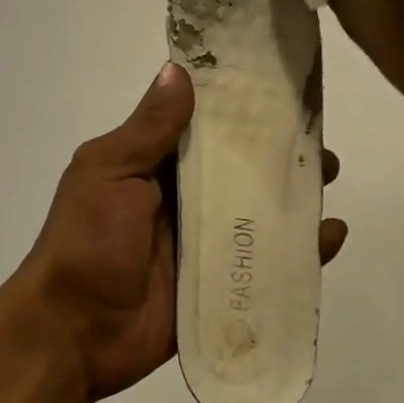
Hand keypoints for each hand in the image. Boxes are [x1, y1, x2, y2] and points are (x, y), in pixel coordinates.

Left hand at [13, 64, 347, 402]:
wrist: (72, 333)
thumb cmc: (86, 240)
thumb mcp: (109, 172)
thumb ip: (147, 129)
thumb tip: (177, 69)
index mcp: (153, 166)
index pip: (203, 128)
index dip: (238, 109)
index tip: (280, 87)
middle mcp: (181, 198)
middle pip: (238, 169)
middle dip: (276, 153)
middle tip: (318, 140)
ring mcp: (202, 243)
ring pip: (256, 211)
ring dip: (292, 195)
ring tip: (328, 177)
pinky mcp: (219, 284)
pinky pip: (264, 263)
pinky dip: (298, 250)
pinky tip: (331, 235)